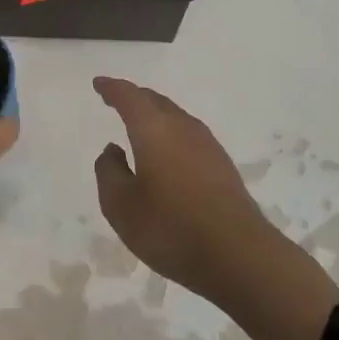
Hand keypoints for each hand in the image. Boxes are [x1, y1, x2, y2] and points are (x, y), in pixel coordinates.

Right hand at [92, 76, 278, 297]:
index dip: (112, 88)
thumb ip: (109, 173)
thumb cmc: (170, 227)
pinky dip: (170, 133)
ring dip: (155, 115)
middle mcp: (182, 128)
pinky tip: (166, 153)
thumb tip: (113, 149)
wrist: (239, 255)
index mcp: (154, 129)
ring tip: (139, 124)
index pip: (129, 97)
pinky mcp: (222, 165)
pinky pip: (188, 135)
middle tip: (116, 99)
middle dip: (134, 97)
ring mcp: (207, 145)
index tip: (99, 84)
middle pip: (155, 101)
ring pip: (175, 117)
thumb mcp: (121, 206)